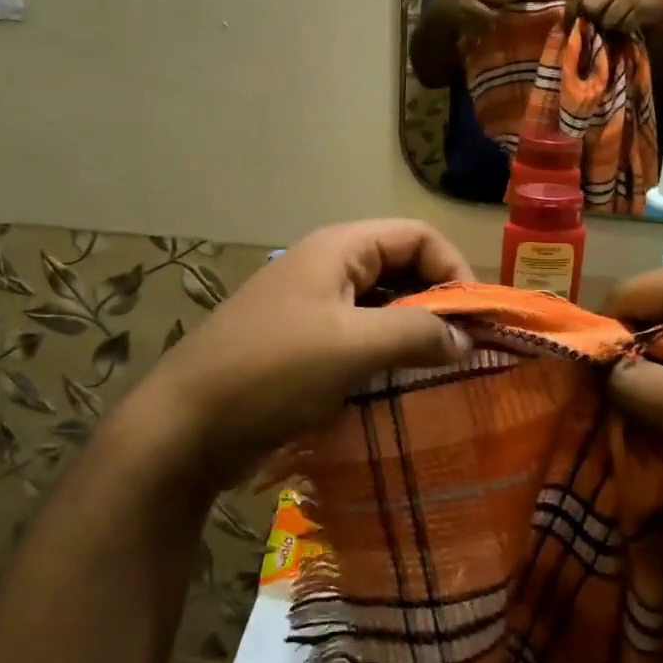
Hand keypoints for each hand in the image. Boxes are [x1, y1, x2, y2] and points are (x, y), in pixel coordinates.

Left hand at [126, 220, 473, 492]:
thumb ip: (418, 335)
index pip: (416, 236)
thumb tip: (466, 340)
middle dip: (437, 305)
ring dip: (412, 335)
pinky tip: (401, 389)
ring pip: (380, 309)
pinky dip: (385, 357)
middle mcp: (326, 268)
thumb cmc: (273, 371)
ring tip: (441, 373)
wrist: (186, 426)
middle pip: (400, 270)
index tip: (477, 320)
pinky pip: (357, 340)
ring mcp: (311, 309)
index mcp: (338, 249)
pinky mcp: (302, 347)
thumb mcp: (353, 346)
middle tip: (466, 350)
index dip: (453, 268)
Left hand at [566, 0, 662, 33]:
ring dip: (610, 28)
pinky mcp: (647, 5)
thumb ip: (585, 1)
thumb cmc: (624, 4)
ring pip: (607, 19)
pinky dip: (625, 30)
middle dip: (593, 20)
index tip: (569, 28)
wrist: (660, 7)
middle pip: (590, 5)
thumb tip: (566, 21)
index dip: (570, 13)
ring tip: (617, 24)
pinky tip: (631, 25)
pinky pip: (625, 25)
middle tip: (600, 25)